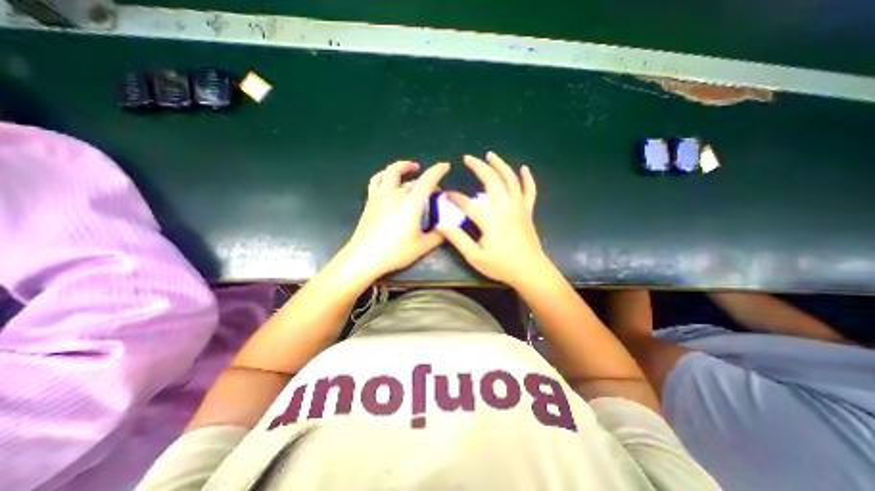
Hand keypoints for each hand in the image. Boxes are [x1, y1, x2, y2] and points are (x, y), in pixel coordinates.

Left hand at [341, 161, 449, 280]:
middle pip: (413, 180)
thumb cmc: (395, 252)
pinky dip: (385, 174)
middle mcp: (395, 194)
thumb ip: (438, 236)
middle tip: (433, 190)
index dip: (438, 170)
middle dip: (426, 180)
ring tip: (411, 167)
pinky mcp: (370, 200)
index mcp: (411, 203)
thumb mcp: (422, 246)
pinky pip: (376, 180)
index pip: (427, 180)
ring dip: (403, 166)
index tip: (445, 166)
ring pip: (391, 172)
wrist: (365, 257)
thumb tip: (448, 229)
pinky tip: (388, 178)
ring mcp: (380, 195)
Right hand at [438, 151, 545, 284]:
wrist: (530, 271)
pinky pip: (530, 190)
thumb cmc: (501, 266)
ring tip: (490, 155)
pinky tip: (524, 168)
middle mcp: (504, 207)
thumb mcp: (475, 256)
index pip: (467, 202)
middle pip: (491, 180)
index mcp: (489, 219)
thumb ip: (458, 239)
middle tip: (467, 158)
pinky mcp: (527, 211)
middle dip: (479, 166)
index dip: (454, 197)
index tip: (445, 195)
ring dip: (500, 165)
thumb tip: (440, 225)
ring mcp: (518, 207)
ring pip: (510, 179)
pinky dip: (527, 178)